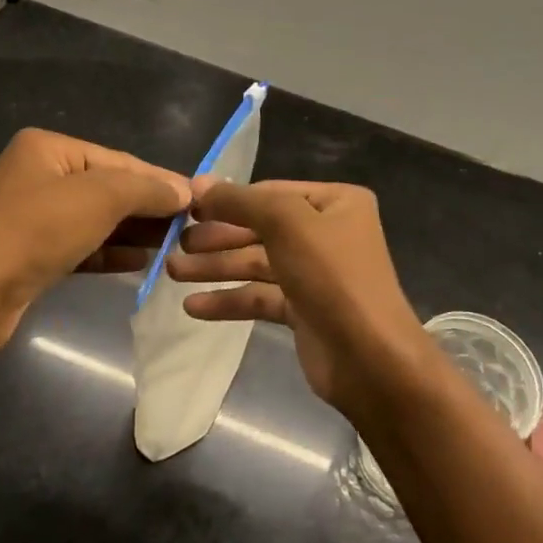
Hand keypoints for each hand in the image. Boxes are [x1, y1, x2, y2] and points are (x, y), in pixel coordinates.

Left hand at [0, 129, 189, 352]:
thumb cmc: (34, 231)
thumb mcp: (98, 198)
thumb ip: (145, 189)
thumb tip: (185, 190)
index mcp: (49, 149)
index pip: (120, 160)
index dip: (161, 180)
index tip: (201, 200)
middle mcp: (40, 176)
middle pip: (109, 189)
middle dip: (149, 208)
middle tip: (192, 227)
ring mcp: (34, 217)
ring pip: (97, 220)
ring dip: (134, 232)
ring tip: (175, 246)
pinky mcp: (33, 255)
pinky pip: (83, 246)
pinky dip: (111, 252)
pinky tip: (141, 262)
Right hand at [166, 179, 432, 413]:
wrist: (369, 359)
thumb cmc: (332, 276)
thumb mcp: (286, 223)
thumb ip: (241, 201)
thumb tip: (199, 183)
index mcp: (336, 202)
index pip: (271, 192)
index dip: (228, 199)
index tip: (185, 207)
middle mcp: (328, 233)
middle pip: (261, 228)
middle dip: (218, 236)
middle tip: (174, 243)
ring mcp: (316, 273)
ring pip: (257, 263)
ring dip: (216, 267)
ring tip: (172, 271)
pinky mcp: (304, 310)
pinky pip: (260, 296)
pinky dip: (229, 299)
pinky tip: (193, 307)